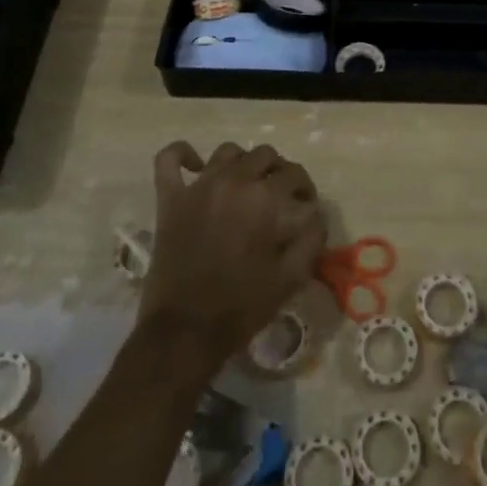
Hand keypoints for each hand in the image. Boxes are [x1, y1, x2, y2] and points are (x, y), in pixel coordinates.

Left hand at [140, 141, 326, 372]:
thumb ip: (311, 239)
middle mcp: (234, 182)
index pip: (295, 174)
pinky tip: (195, 165)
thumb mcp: (290, 278)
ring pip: (227, 152)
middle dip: (278, 172)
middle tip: (279, 196)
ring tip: (245, 184)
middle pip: (265, 155)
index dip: (305, 190)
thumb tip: (317, 214)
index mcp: (265, 199)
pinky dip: (181, 154)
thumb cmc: (241, 308)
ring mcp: (199, 187)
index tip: (305, 207)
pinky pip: (169, 159)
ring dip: (242, 163)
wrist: (184, 334)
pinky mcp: (170, 199)